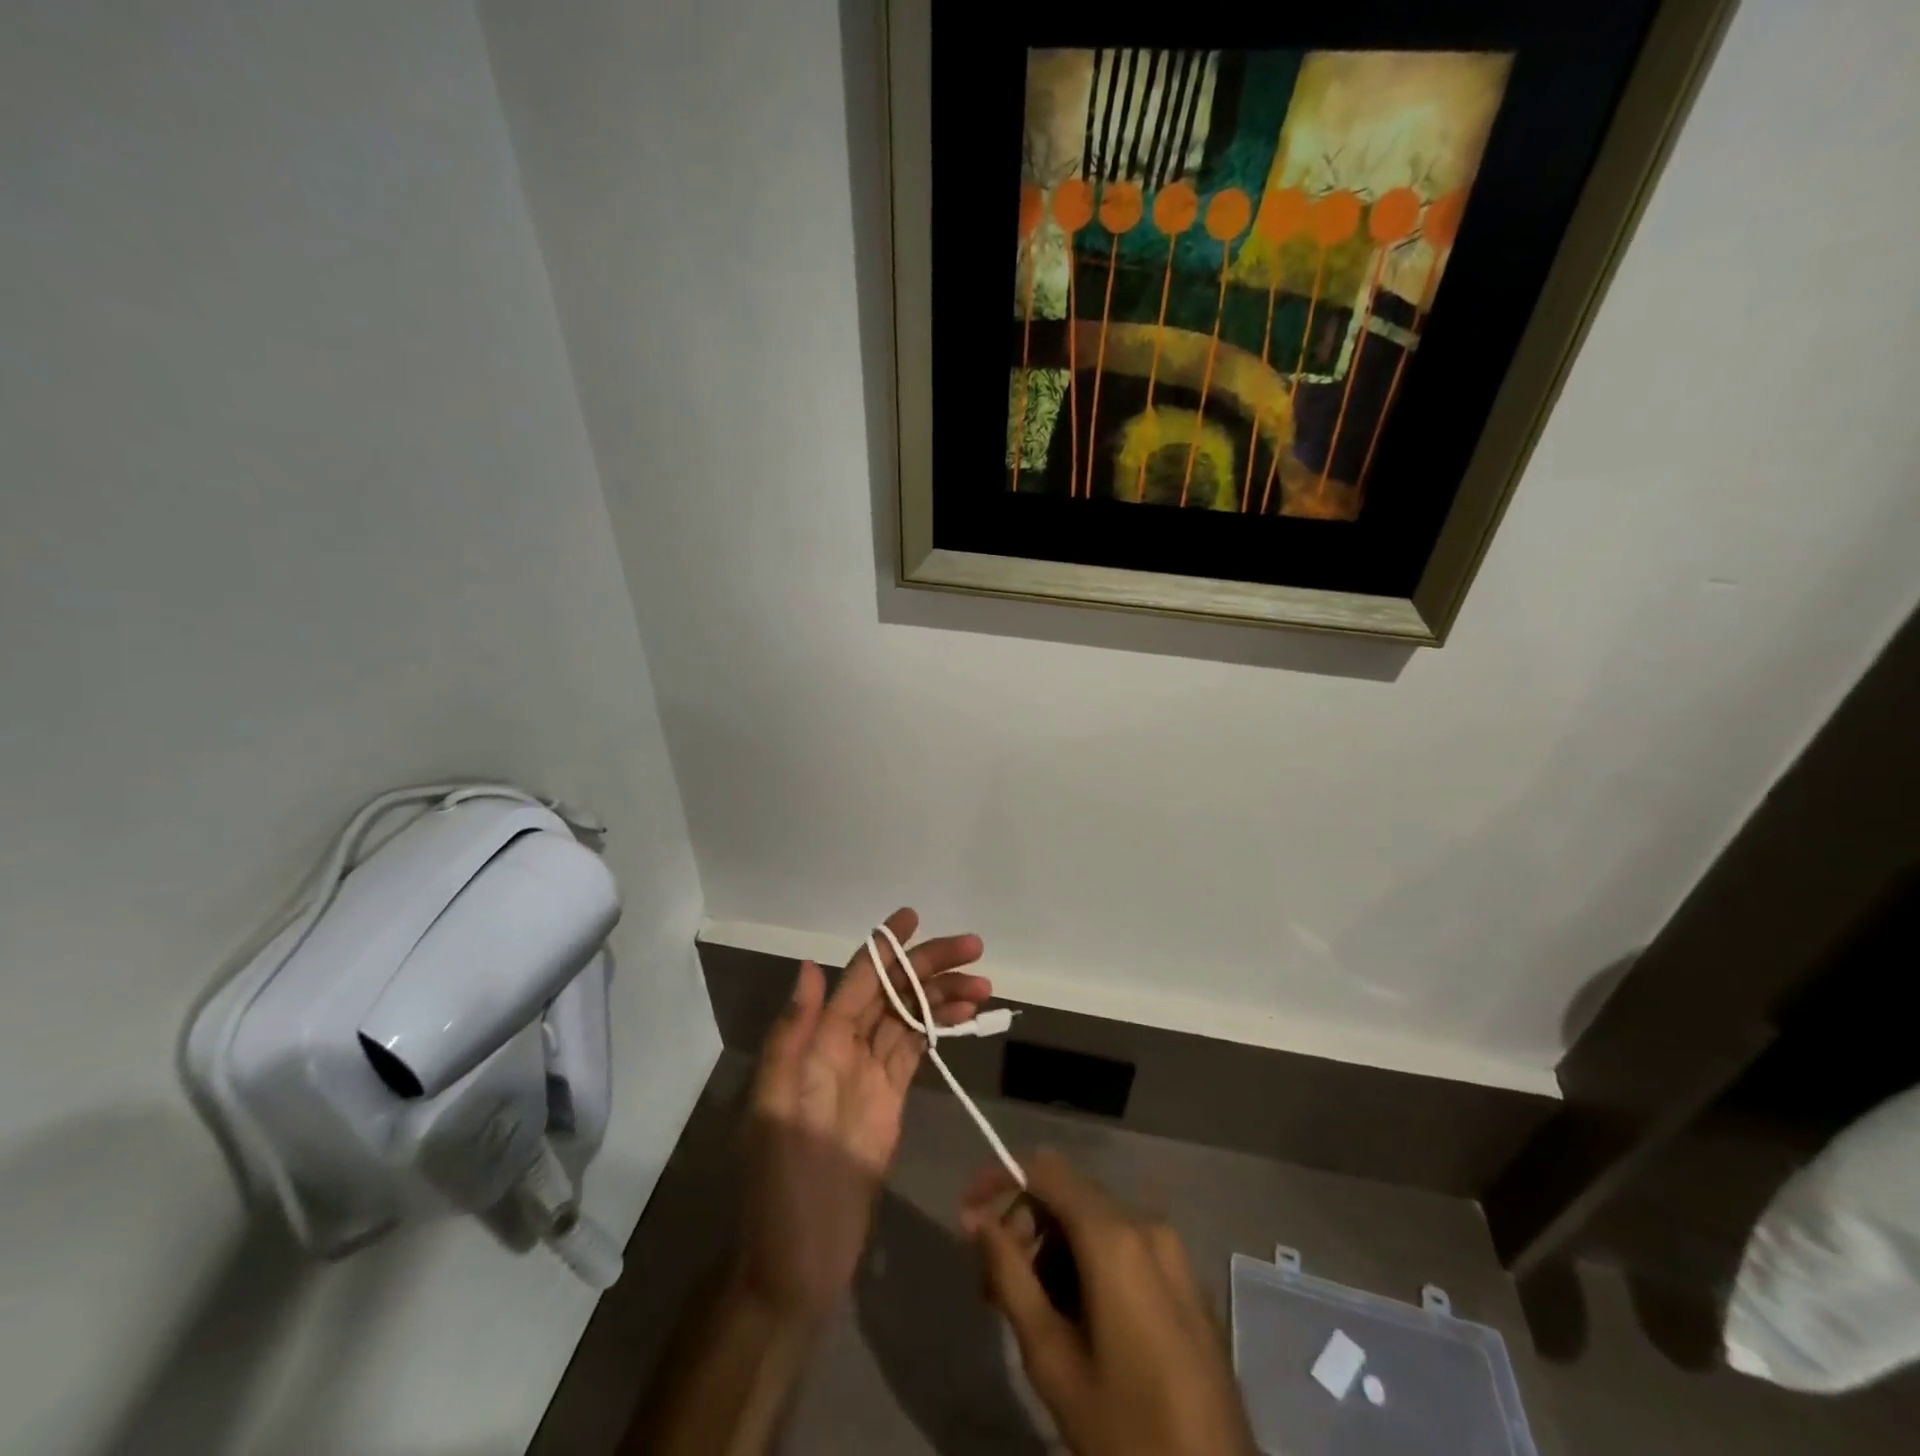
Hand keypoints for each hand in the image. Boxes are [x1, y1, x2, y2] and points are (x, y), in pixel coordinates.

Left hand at [736, 907, 989, 1322]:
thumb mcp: (775, 1109)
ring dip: (942, 996)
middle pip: (892, 992)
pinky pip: (916, 1050)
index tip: (914, 917)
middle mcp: (842, 1048)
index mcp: (816, 1042)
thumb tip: (810, 967)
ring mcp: (868, 1074)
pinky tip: (963, 1016)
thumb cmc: (781, 1187)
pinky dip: (939, 1028)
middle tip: (974, 950)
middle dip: (929, 966)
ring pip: (910, 1017)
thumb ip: (792, 1036)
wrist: (798, 1262)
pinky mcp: (890, 1102)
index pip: (857, 979)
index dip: (885, 946)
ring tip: (983, 985)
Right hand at [962, 1151, 1257, 1455]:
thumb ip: (1009, 1276)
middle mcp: (1146, 1225)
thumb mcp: (1052, 1359)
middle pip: (1068, 1196)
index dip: (1001, 1179)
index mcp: (1115, 1238)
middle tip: (992, 1288)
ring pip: (1093, 1223)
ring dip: (1053, 1252)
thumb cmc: (1127, 1431)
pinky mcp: (1186, 1279)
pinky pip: (1123, 1247)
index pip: (1046, 1171)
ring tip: (1029, 1312)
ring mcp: (1172, 1251)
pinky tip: (1073, 1319)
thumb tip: (975, 1219)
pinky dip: (1087, 1264)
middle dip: (1024, 1228)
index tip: (967, 1217)